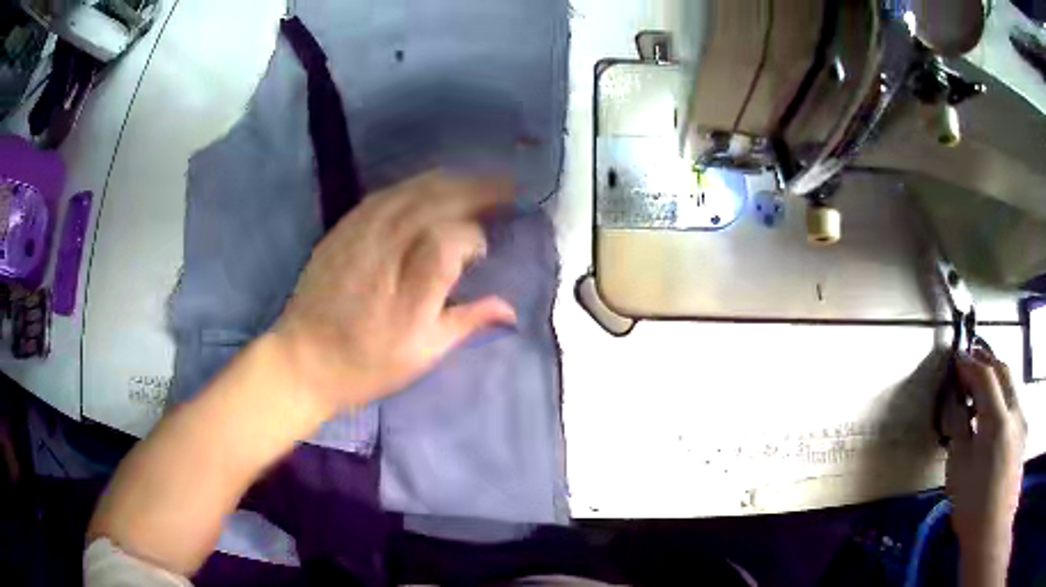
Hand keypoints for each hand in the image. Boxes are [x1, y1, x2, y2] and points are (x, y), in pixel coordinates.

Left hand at [272, 170, 517, 413]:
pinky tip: (431, 187)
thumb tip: (509, 309)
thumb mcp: (421, 355)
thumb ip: (466, 323)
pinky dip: (418, 185)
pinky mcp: (344, 227)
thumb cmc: (365, 365)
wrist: (302, 359)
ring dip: (451, 181)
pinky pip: (387, 192)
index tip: (484, 252)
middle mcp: (386, 251)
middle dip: (478, 190)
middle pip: (437, 201)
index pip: (452, 240)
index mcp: (410, 292)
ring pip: (413, 190)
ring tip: (477, 182)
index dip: (475, 238)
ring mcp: (360, 233)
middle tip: (507, 188)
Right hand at [943, 348, 1025, 584]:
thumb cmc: (972, 503)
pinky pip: (1013, 402)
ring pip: (1010, 385)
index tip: (955, 359)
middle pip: (1003, 371)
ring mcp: (1022, 420)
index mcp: (998, 419)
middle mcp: (1015, 411)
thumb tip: (954, 399)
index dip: (969, 363)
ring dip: (995, 378)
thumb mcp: (958, 467)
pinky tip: (991, 414)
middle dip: (985, 361)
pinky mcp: (1023, 432)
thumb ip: (958, 426)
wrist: (992, 529)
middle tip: (968, 362)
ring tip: (978, 389)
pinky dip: (1002, 396)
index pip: (985, 375)